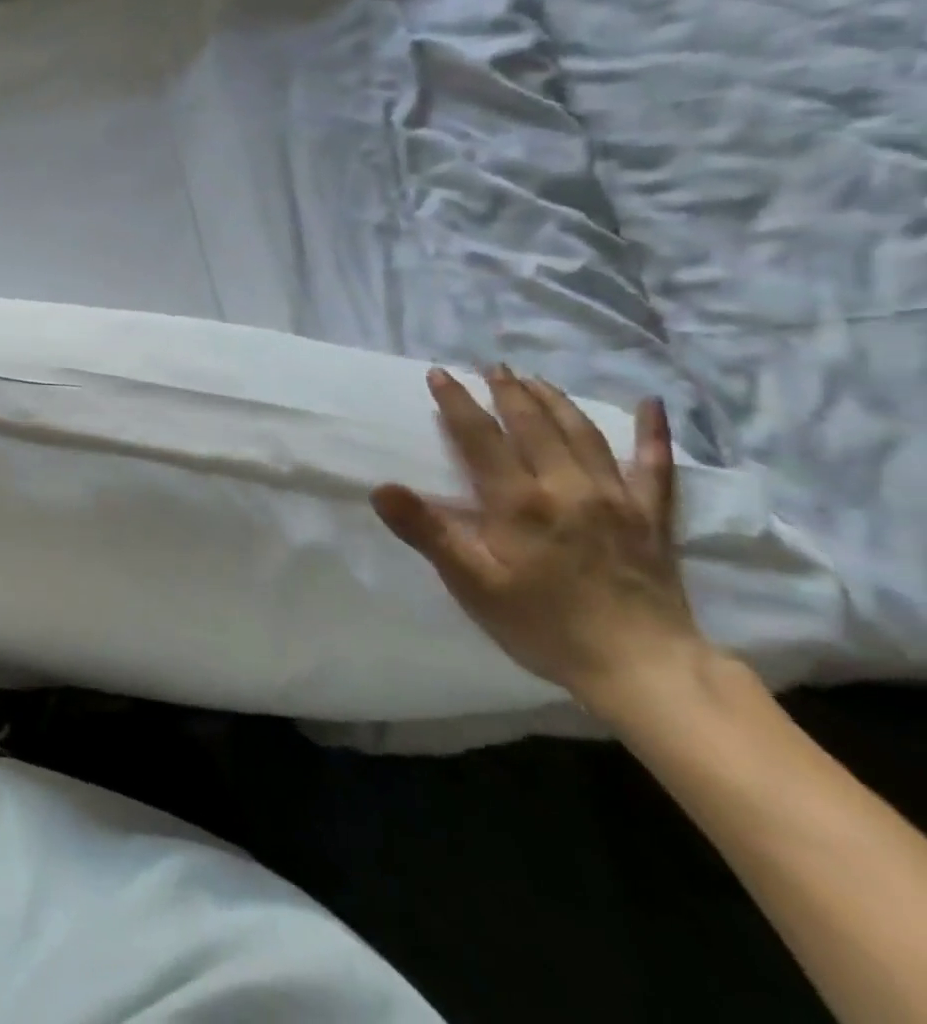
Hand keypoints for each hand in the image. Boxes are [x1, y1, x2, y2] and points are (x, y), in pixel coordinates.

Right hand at [369, 366, 709, 711]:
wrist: (645, 670)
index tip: (440, 374)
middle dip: (508, 390)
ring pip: (584, 433)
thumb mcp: (473, 584)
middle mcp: (567, 486)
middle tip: (490, 366)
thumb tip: (381, 487)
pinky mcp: (653, 518)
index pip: (480, 437)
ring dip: (555, 400)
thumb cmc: (545, 626)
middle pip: (533, 424)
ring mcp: (616, 498)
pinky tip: (654, 404)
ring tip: (535, 379)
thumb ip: (428, 532)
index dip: (457, 402)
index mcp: (519, 501)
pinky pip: (655, 466)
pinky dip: (653, 432)